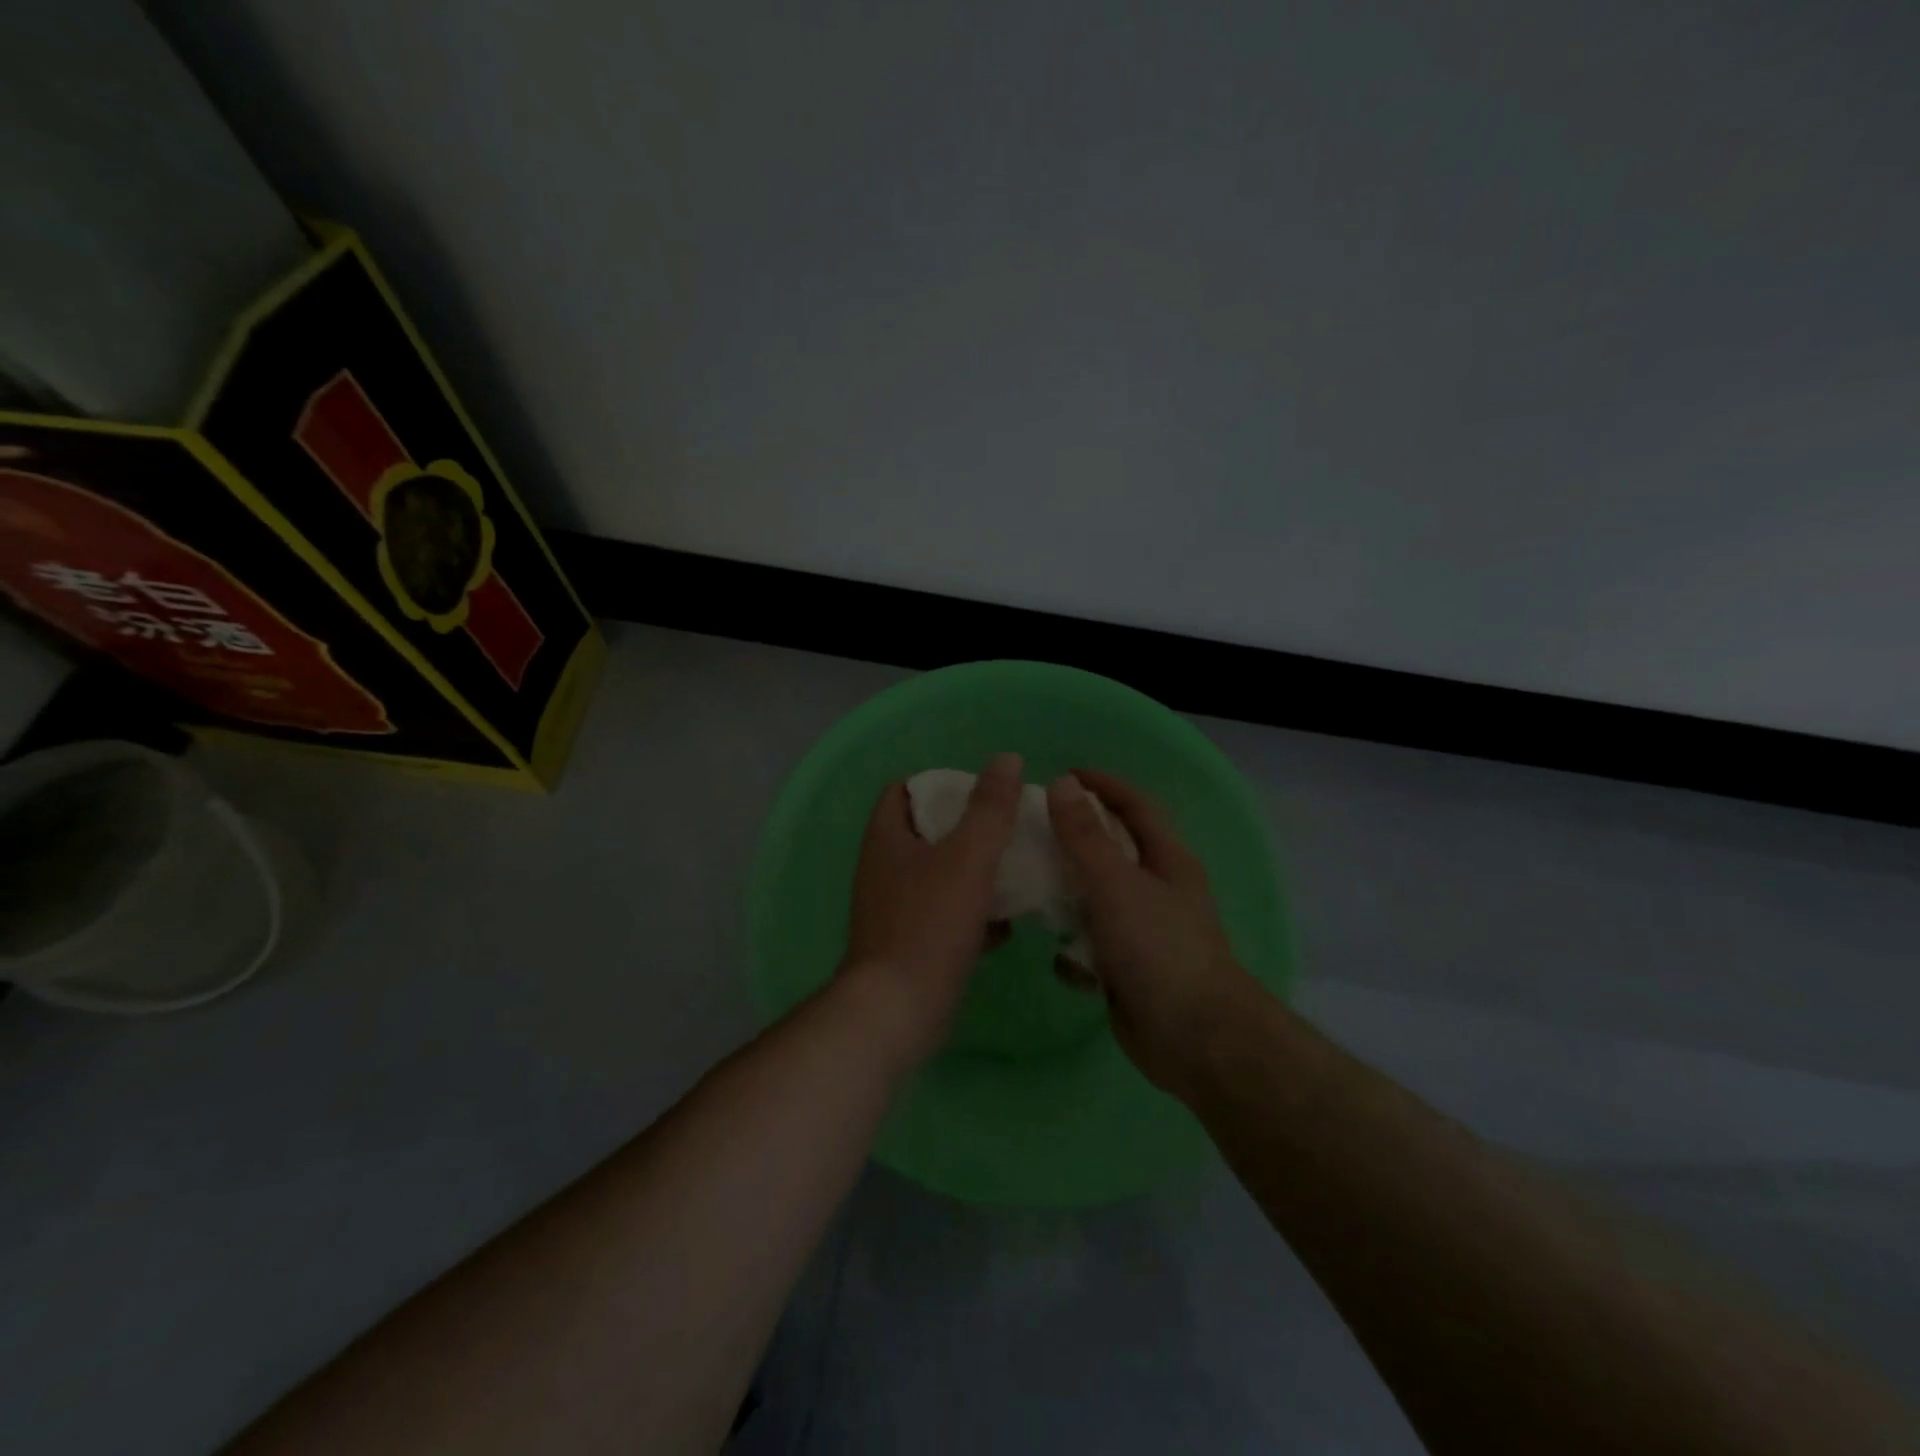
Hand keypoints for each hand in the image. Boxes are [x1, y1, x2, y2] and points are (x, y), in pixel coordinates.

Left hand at [839, 752, 1023, 1066]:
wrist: (897, 1011)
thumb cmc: (929, 925)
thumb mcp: (967, 859)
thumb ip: (990, 809)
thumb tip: (1006, 759)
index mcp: (887, 839)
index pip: (905, 790)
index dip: (941, 783)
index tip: (981, 791)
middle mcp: (884, 868)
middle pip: (927, 832)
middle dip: (967, 828)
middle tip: (1008, 827)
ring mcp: (895, 908)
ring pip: (939, 875)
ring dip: (974, 871)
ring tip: (1015, 869)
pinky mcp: (910, 943)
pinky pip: (945, 915)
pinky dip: (973, 913)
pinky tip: (1006, 923)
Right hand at [1046, 770, 1258, 1094]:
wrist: (1193, 1037)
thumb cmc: (1158, 947)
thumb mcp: (1116, 883)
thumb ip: (1086, 836)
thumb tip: (1064, 784)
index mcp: (1167, 860)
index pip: (1135, 806)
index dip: (1102, 785)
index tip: (1061, 776)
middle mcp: (1159, 890)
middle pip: (1112, 851)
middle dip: (1074, 841)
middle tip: (1031, 832)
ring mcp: (1145, 931)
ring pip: (1098, 900)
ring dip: (1068, 897)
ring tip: (1029, 890)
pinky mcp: (1130, 969)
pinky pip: (1094, 947)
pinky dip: (1076, 950)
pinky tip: (1059, 959)